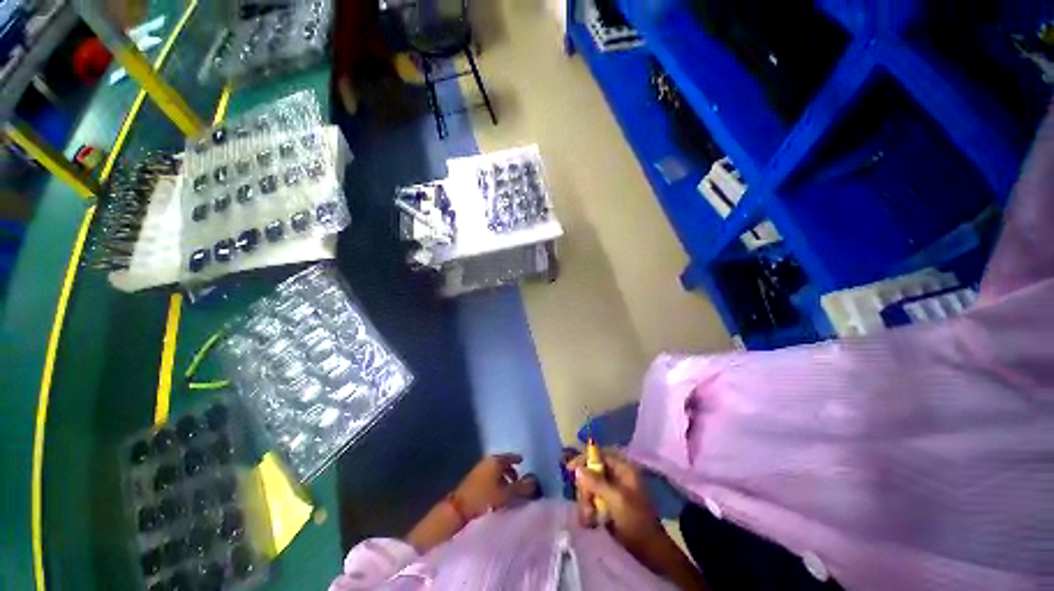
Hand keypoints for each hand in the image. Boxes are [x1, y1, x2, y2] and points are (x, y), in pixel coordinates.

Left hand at [454, 454, 538, 517]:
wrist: (458, 511)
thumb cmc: (486, 500)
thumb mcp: (508, 495)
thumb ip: (522, 487)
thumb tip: (534, 480)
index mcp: (496, 461)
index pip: (510, 456)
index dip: (516, 459)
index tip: (523, 462)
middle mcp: (486, 462)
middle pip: (501, 463)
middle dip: (510, 470)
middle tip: (518, 479)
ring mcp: (477, 471)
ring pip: (493, 472)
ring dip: (501, 478)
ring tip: (508, 490)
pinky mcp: (470, 482)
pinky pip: (487, 478)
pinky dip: (494, 483)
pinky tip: (496, 495)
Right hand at [568, 449, 664, 554]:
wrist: (650, 552)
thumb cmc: (636, 521)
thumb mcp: (616, 500)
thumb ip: (596, 483)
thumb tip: (578, 469)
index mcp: (624, 469)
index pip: (599, 455)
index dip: (584, 459)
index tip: (570, 469)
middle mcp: (618, 476)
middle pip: (592, 471)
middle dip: (585, 487)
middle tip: (585, 503)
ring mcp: (614, 490)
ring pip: (590, 486)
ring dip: (586, 501)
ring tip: (588, 517)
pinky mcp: (610, 504)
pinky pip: (593, 499)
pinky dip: (589, 508)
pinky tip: (589, 521)